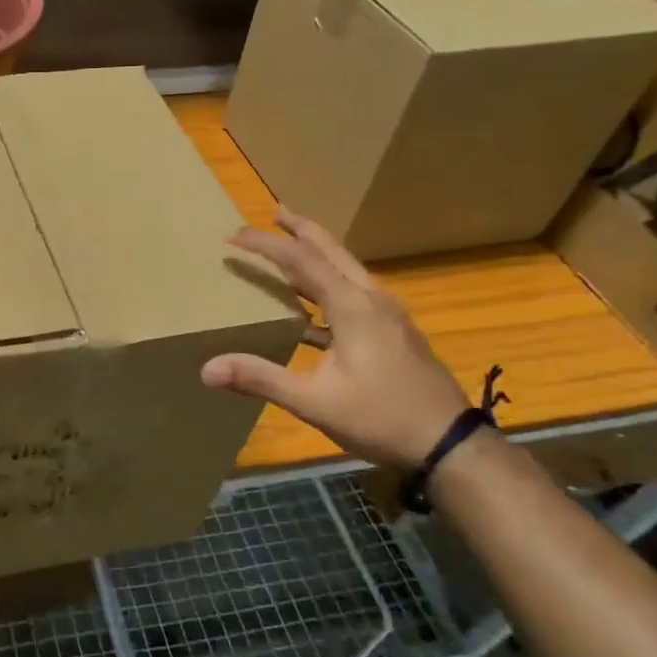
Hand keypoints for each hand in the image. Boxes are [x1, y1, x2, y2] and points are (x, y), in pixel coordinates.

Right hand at [201, 209, 468, 468]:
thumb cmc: (381, 417)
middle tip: (275, 211)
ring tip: (290, 245)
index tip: (233, 234)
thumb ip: (260, 379)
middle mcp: (371, 299)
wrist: (450, 445)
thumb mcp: (314, 401)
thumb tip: (207, 369)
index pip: (301, 260)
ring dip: (316, 253)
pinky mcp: (393, 331)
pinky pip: (353, 291)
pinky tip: (312, 303)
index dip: (265, 245)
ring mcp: (387, 314)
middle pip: (331, 251)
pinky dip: (327, 283)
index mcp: (352, 306)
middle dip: (301, 229)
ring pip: (345, 269)